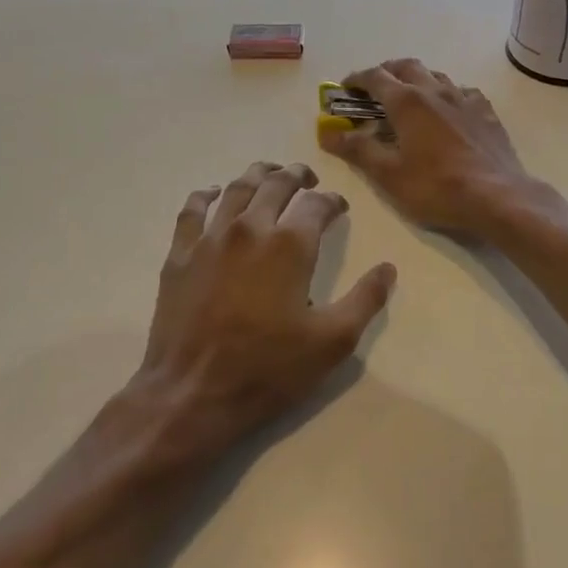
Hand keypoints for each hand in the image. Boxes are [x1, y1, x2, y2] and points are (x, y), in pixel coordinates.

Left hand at [125, 161, 394, 470]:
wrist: (193, 393)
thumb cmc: (269, 368)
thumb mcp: (333, 342)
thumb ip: (365, 300)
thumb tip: (388, 268)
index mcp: (290, 245)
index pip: (317, 204)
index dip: (333, 201)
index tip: (339, 208)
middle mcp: (250, 228)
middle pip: (276, 184)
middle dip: (297, 176)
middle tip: (308, 178)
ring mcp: (210, 238)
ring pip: (236, 188)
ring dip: (258, 175)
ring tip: (270, 174)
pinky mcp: (180, 254)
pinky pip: (192, 209)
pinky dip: (206, 194)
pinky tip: (214, 194)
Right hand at [319, 59, 540, 238]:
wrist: (497, 196)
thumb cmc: (436, 187)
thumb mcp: (389, 174)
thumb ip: (358, 149)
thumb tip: (328, 132)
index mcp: (407, 101)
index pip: (375, 77)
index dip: (356, 79)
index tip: (344, 88)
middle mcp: (435, 90)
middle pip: (406, 66)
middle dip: (386, 71)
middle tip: (373, 88)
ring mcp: (465, 99)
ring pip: (435, 76)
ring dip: (417, 79)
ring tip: (408, 98)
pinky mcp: (486, 112)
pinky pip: (462, 92)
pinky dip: (446, 94)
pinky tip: (448, 111)